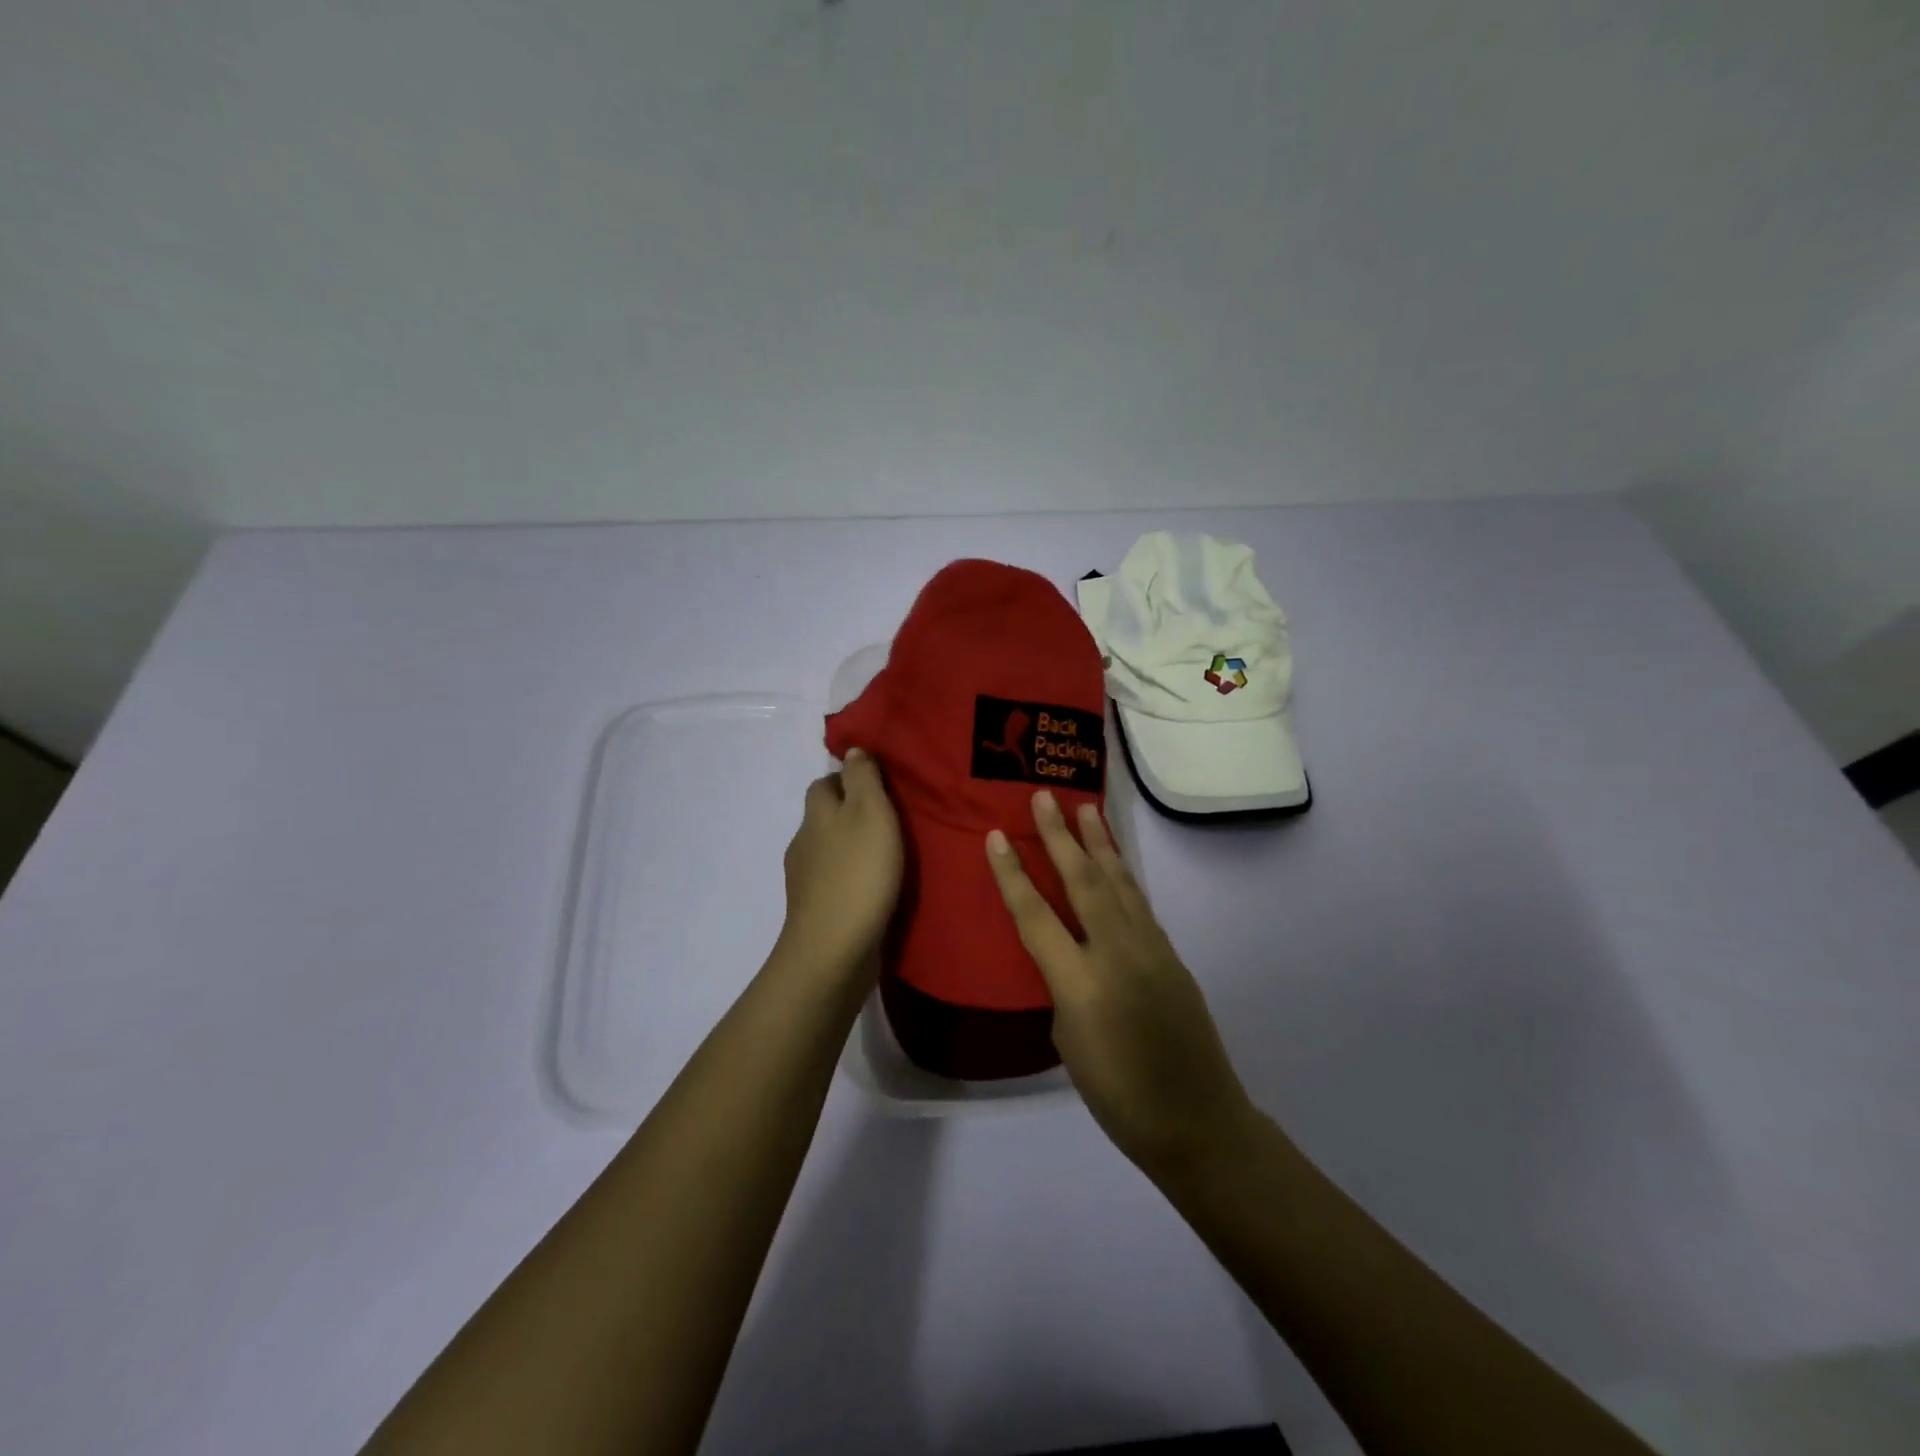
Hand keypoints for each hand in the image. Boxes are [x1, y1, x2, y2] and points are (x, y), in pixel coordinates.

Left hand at [777, 748, 903, 982]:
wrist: (834, 950)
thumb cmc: (858, 873)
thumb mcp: (870, 812)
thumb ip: (863, 778)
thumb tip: (852, 750)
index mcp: (816, 815)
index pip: (824, 783)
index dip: (847, 778)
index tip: (880, 784)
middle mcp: (804, 843)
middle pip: (825, 817)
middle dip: (851, 813)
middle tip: (892, 819)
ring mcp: (806, 881)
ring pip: (830, 851)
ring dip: (854, 848)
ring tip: (890, 855)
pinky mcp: (817, 912)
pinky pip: (836, 883)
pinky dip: (853, 879)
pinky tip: (876, 888)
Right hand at [986, 791, 1253, 1178]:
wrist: (1197, 1121)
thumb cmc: (1118, 1096)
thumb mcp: (1069, 1044)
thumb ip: (1064, 989)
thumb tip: (1070, 958)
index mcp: (1080, 983)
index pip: (1035, 916)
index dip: (1012, 874)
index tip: (996, 835)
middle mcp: (1116, 953)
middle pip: (1083, 881)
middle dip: (1061, 835)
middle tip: (1045, 796)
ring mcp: (1150, 949)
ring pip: (1119, 883)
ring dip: (1100, 842)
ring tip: (1087, 808)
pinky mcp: (1171, 954)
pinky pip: (1139, 904)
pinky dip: (1122, 875)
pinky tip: (1115, 862)